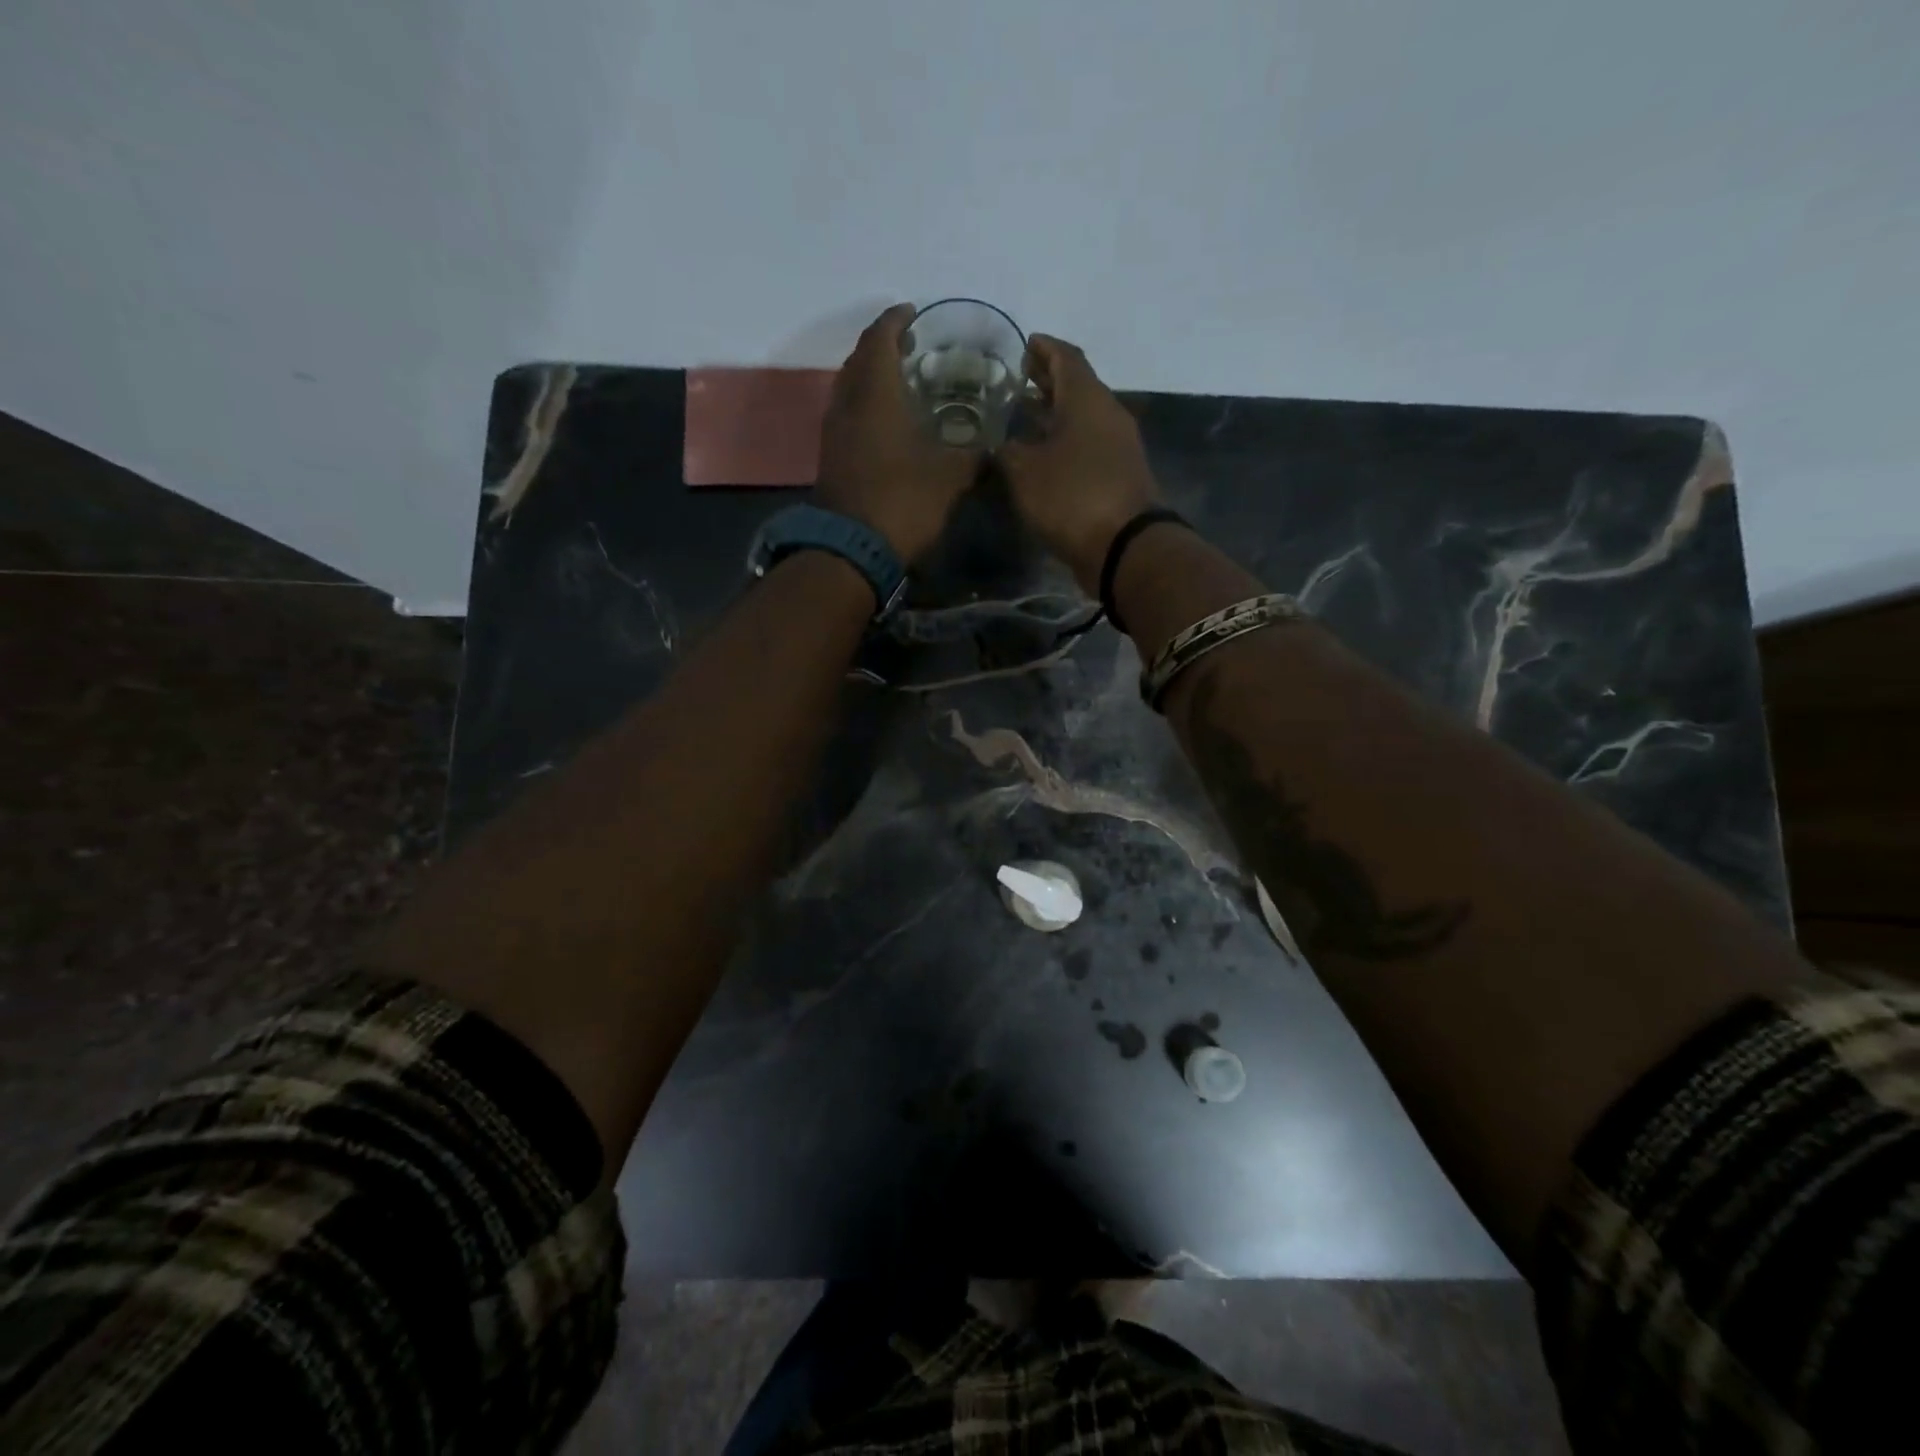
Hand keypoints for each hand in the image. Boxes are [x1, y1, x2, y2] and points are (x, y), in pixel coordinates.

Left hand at [816, 303, 980, 563]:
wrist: (851, 551)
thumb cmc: (903, 502)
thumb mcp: (951, 477)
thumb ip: (974, 455)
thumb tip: (994, 447)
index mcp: (875, 394)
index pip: (880, 337)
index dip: (896, 320)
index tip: (914, 313)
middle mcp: (847, 403)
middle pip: (860, 358)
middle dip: (883, 345)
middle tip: (911, 346)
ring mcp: (834, 432)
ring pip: (851, 387)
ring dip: (872, 376)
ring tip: (902, 381)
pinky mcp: (832, 457)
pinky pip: (848, 414)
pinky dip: (867, 405)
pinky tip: (889, 421)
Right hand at [1000, 335, 1160, 591]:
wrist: (1124, 546)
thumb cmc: (1071, 497)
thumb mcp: (1025, 472)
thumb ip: (1008, 451)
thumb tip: (1003, 445)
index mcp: (1087, 399)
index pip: (1066, 358)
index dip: (1044, 348)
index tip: (1024, 344)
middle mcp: (1107, 414)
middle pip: (1077, 386)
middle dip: (1048, 380)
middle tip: (1019, 379)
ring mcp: (1118, 446)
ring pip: (1083, 417)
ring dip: (1055, 414)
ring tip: (1024, 417)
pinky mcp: (1119, 475)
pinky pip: (1088, 445)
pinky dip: (1066, 441)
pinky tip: (1043, 455)